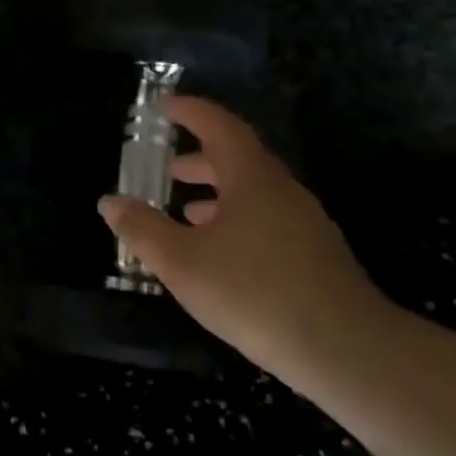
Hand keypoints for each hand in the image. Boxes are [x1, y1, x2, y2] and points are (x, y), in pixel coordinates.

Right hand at [96, 96, 391, 379]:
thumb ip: (142, 229)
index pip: (220, 127)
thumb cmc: (254, 293)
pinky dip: (234, 221)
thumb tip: (110, 201)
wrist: (345, 349)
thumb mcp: (181, 262)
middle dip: (200, 158)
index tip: (164, 106)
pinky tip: (219, 252)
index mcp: (252, 180)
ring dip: (217, 194)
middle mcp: (282, 192)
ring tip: (185, 210)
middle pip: (238, 160)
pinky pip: (265, 221)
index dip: (191, 112)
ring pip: (253, 194)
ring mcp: (303, 224)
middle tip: (167, 166)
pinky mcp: (313, 256)